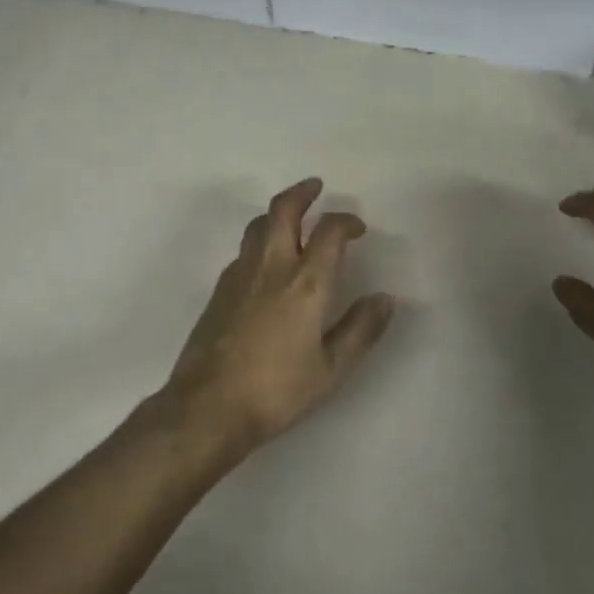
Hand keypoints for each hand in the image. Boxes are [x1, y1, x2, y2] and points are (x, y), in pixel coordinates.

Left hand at [157, 178, 395, 459]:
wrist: (209, 405)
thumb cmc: (276, 390)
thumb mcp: (331, 369)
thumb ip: (360, 330)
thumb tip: (385, 299)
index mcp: (306, 282)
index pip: (329, 231)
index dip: (346, 220)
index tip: (357, 227)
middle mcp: (272, 266)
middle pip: (283, 209)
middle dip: (302, 192)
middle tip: (315, 187)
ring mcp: (240, 273)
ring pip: (259, 224)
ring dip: (278, 213)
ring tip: (293, 218)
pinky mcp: (220, 288)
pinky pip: (244, 249)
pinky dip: (261, 240)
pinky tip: (267, 260)